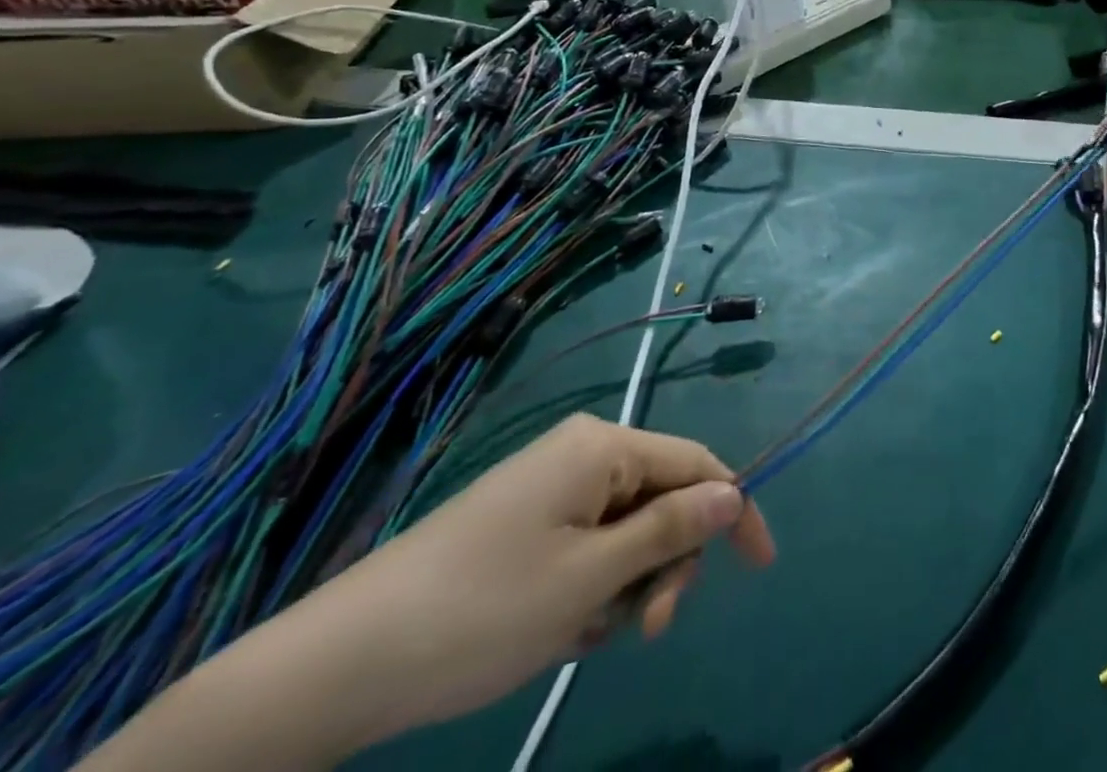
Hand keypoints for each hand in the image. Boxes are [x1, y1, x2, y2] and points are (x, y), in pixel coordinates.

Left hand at [276, 415, 773, 749]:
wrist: (345, 660)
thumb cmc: (484, 610)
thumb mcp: (592, 578)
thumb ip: (671, 531)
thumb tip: (734, 494)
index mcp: (604, 447)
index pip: (697, 463)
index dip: (734, 511)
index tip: (761, 568)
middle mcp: (584, 452)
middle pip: (662, 499)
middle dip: (665, 564)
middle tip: (644, 630)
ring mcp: (551, 485)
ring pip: (627, 529)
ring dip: (624, 586)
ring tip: (582, 635)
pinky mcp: (526, 521)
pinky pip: (589, 544)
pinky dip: (590, 589)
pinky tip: (557, 629)